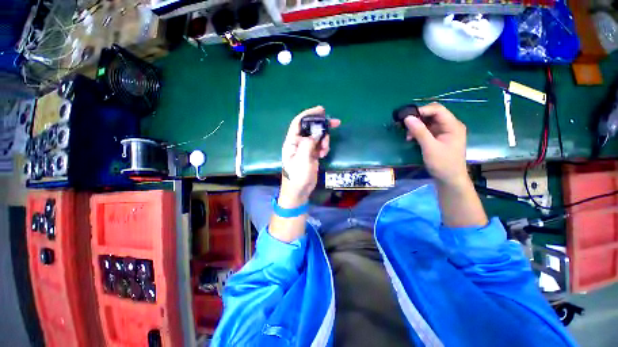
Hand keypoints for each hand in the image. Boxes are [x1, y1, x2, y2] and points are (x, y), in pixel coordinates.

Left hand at [280, 106, 340, 206]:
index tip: (321, 110)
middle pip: (311, 128)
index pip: (299, 122)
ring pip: (317, 137)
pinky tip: (323, 155)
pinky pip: (320, 145)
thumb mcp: (302, 159)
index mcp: (292, 141)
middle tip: (336, 123)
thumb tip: (317, 132)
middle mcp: (298, 143)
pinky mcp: (312, 154)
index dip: (309, 114)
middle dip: (322, 125)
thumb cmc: (297, 176)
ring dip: (324, 140)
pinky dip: (324, 147)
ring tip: (325, 150)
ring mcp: (306, 149)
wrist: (299, 190)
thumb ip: (308, 144)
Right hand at [404, 103, 467, 186]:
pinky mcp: (439, 138)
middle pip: (433, 114)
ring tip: (407, 135)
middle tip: (404, 125)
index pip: (437, 109)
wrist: (449, 180)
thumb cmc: (442, 164)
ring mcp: (445, 132)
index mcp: (453, 125)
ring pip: (429, 122)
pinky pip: (427, 130)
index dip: (421, 110)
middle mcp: (450, 125)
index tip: (406, 116)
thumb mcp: (429, 147)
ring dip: (417, 126)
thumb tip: (407, 118)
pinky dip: (418, 132)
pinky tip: (411, 138)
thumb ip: (419, 131)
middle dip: (418, 118)